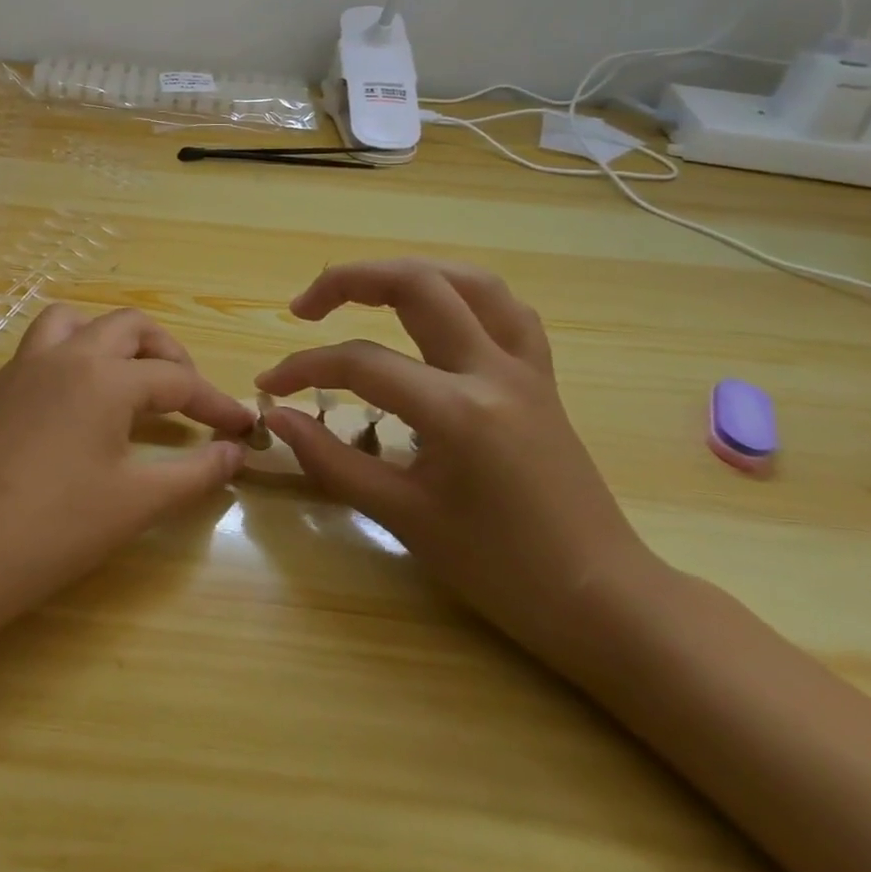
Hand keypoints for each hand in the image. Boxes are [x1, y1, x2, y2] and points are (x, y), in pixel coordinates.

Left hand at [0, 305, 252, 625]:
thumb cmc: (54, 529)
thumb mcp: (135, 502)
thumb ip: (194, 473)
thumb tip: (234, 452)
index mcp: (104, 377)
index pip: (176, 379)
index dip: (214, 403)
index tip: (242, 427)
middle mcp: (65, 355)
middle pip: (130, 327)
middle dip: (168, 354)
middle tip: (187, 396)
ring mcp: (24, 367)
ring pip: (77, 322)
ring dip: (112, 340)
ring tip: (130, 382)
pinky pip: (44, 347)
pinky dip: (74, 355)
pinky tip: (80, 404)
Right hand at [256, 259, 658, 670]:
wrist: (600, 599)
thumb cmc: (499, 570)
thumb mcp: (403, 517)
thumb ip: (332, 461)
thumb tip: (278, 419)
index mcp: (457, 411)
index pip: (361, 364)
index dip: (303, 368)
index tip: (270, 387)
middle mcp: (493, 371)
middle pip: (416, 284)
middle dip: (348, 280)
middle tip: (305, 308)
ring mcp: (525, 368)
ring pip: (468, 281)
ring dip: (408, 272)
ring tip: (365, 290)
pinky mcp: (541, 377)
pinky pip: (505, 310)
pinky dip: (462, 294)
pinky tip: (436, 311)